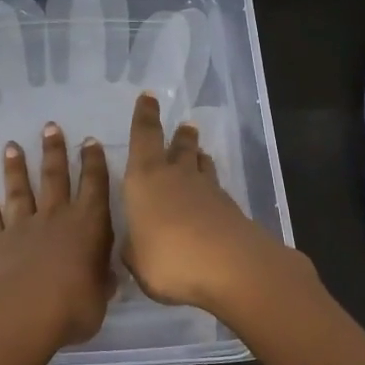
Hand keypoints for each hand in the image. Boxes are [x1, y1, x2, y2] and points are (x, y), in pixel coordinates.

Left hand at [0, 124, 113, 348]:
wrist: (23, 312)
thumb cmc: (74, 306)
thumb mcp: (100, 296)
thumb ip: (100, 281)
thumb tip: (105, 278)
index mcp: (88, 224)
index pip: (94, 184)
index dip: (93, 162)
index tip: (89, 141)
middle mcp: (55, 217)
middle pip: (55, 177)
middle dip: (54, 151)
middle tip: (49, 127)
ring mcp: (22, 227)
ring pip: (20, 190)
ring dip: (16, 168)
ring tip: (11, 147)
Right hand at [121, 92, 302, 318]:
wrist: (230, 268)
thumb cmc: (168, 258)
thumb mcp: (136, 259)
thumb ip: (134, 247)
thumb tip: (136, 244)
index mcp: (145, 178)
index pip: (144, 136)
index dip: (145, 115)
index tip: (149, 96)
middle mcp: (176, 176)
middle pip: (179, 146)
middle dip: (179, 135)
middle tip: (185, 126)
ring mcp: (208, 191)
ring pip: (201, 165)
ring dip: (198, 156)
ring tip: (199, 153)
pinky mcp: (230, 209)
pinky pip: (217, 190)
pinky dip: (212, 189)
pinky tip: (212, 197)